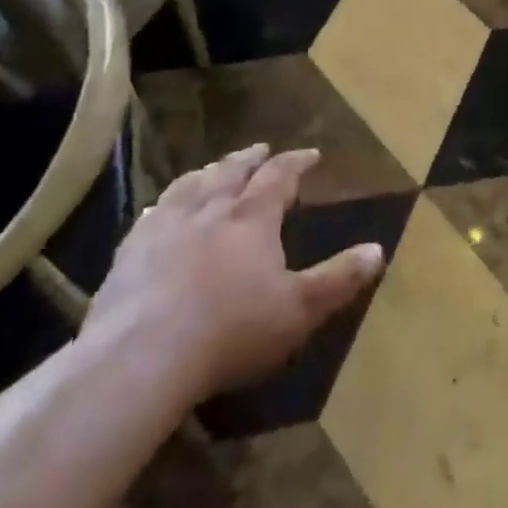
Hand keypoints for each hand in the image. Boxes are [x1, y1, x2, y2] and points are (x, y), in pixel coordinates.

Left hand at [81, 145, 384, 408]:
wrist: (141, 358)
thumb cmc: (231, 330)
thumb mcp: (300, 309)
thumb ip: (339, 278)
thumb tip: (378, 249)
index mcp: (252, 218)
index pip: (279, 176)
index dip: (296, 162)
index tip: (310, 154)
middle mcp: (209, 211)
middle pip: (231, 172)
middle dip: (249, 159)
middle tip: (260, 149)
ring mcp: (164, 229)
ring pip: (189, 186)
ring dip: (207, 173)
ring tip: (213, 169)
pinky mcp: (129, 254)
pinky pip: (150, 216)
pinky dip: (164, 205)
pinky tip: (159, 210)